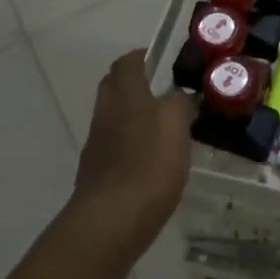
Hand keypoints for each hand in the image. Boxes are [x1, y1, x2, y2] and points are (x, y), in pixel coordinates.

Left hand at [71, 49, 196, 255]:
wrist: (111, 221)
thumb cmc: (148, 164)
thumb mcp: (176, 124)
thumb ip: (180, 103)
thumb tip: (181, 97)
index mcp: (125, 94)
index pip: (127, 62)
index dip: (142, 57)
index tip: (161, 61)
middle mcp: (106, 113)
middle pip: (115, 88)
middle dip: (136, 85)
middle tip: (166, 93)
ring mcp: (98, 145)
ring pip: (116, 119)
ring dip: (136, 118)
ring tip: (167, 130)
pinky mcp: (98, 174)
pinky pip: (117, 148)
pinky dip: (133, 147)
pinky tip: (154, 162)